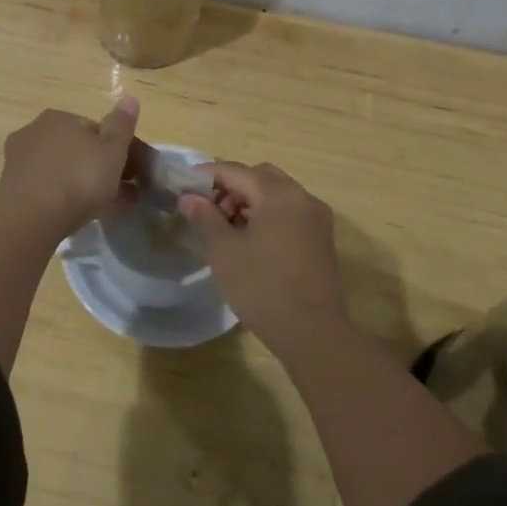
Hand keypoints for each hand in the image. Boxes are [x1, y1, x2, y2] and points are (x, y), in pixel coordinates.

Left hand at [0, 100, 141, 239]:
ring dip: (82, 183)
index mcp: (59, 117)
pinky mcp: (11, 187)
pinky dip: (62, 197)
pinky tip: (78, 215)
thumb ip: (121, 125)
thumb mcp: (112, 151)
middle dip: (98, 167)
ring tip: (104, 208)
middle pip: (76, 149)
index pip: (94, 129)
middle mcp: (35, 131)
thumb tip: (130, 98)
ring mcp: (19, 160)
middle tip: (120, 192)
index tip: (130, 171)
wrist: (31, 218)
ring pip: (61, 169)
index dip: (115, 149)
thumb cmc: (78, 179)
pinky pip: (46, 188)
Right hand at [181, 162, 347, 350]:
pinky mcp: (322, 239)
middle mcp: (302, 197)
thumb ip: (205, 217)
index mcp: (278, 194)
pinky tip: (252, 241)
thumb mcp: (224, 251)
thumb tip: (189, 198)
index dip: (208, 175)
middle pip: (260, 177)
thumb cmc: (263, 288)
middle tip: (210, 210)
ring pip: (277, 194)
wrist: (313, 334)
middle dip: (232, 187)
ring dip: (251, 201)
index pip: (237, 171)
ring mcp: (316, 218)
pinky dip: (269, 215)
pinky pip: (290, 212)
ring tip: (228, 229)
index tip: (185, 186)